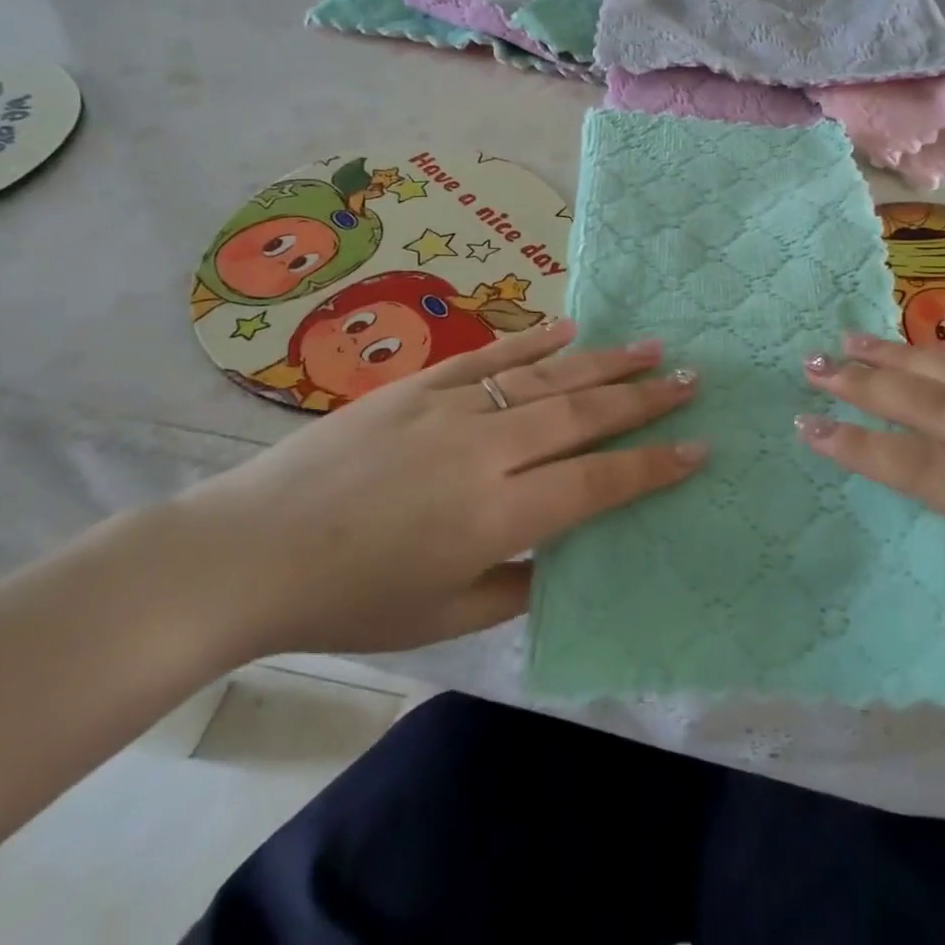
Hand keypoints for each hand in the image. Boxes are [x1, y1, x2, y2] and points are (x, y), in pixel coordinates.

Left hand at [174, 320, 700, 661]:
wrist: (247, 551)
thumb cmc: (349, 600)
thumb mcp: (443, 617)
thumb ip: (515, 584)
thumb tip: (562, 549)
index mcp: (496, 516)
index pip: (596, 482)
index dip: (652, 466)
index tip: (697, 447)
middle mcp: (485, 450)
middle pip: (583, 415)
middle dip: (645, 399)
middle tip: (691, 379)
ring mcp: (452, 407)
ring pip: (546, 377)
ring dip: (605, 361)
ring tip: (652, 346)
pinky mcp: (420, 384)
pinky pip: (491, 355)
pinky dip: (535, 340)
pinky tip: (571, 327)